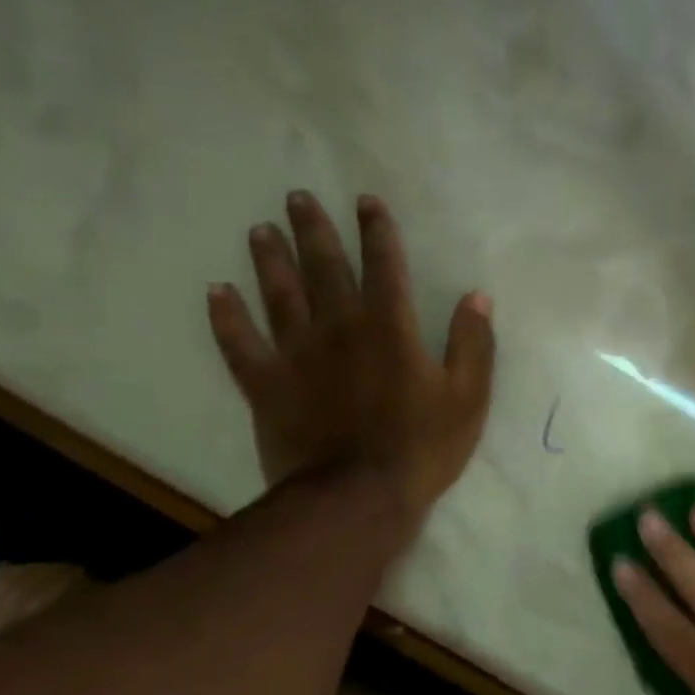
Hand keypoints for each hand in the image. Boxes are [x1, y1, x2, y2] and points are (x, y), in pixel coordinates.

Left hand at [207, 190, 494, 534]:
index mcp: (390, 328)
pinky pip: (239, 344)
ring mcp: (296, 355)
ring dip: (269, 260)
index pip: (384, 266)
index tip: (365, 201)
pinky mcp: (266, 385)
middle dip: (314, 230)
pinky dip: (226, 317)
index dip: (376, 231)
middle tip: (297, 197)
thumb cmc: (422, 447)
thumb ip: (473, 343)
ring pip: (278, 295)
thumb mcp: (468, 397)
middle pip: (324, 269)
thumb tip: (477, 296)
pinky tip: (216, 292)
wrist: (355, 497)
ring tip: (260, 230)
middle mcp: (339, 328)